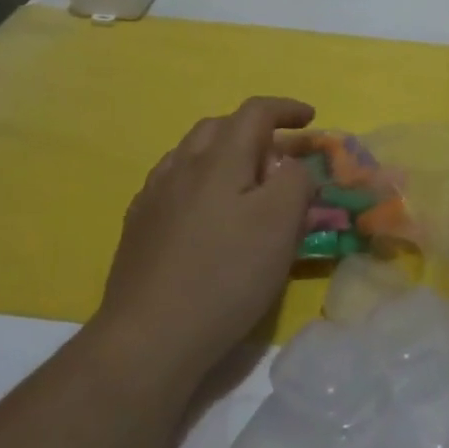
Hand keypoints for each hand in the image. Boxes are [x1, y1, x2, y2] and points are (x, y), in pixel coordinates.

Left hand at [93, 97, 316, 389]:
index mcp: (218, 158)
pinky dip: (198, 181)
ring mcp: (153, 196)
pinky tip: (204, 212)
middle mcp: (181, 166)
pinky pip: (173, 184)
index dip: (286, 109)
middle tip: (278, 155)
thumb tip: (291, 164)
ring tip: (243, 181)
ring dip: (223, 154)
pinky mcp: (138, 227)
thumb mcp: (280, 225)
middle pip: (219, 127)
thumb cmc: (225, 276)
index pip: (255, 112)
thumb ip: (295, 181)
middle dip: (253, 130)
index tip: (310, 120)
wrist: (148, 338)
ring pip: (191, 153)